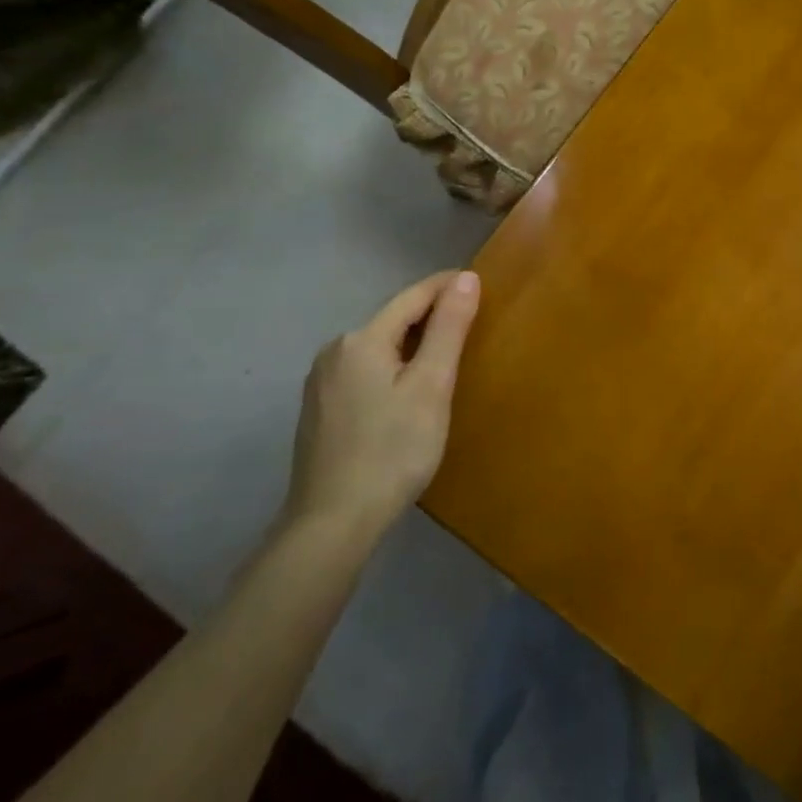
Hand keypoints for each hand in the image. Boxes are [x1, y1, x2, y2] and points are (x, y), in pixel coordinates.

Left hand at [285, 271, 480, 538]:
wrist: (332, 522)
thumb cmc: (393, 450)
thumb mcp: (431, 385)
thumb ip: (448, 328)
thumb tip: (466, 278)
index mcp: (361, 339)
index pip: (413, 296)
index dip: (448, 285)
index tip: (481, 282)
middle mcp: (335, 351)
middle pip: (393, 319)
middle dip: (432, 315)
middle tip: (472, 322)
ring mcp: (321, 382)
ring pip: (378, 346)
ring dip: (412, 342)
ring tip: (447, 354)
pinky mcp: (320, 409)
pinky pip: (365, 370)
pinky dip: (393, 366)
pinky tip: (408, 389)